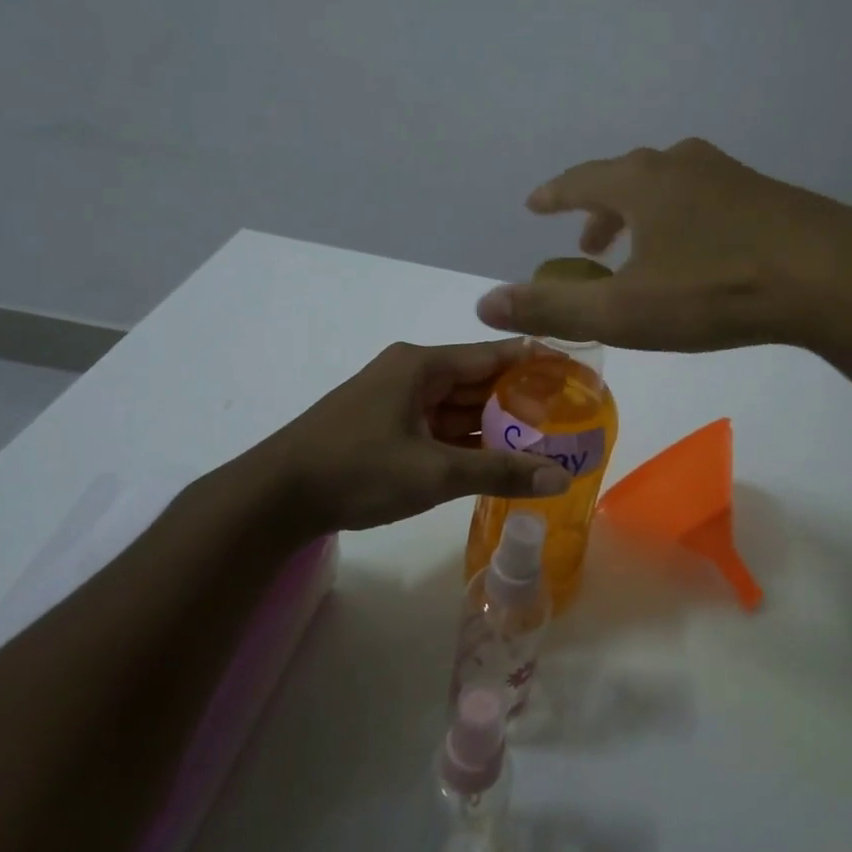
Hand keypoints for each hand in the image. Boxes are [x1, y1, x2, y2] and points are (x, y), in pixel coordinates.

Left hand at [266, 340, 572, 531]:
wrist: (276, 496)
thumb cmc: (357, 470)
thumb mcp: (434, 473)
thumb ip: (499, 471)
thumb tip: (561, 477)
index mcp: (422, 366)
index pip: (494, 355)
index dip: (536, 363)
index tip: (575, 374)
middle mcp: (411, 373)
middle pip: (477, 381)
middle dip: (519, 400)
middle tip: (568, 418)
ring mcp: (395, 400)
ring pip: (457, 407)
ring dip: (493, 424)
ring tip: (542, 441)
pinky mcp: (384, 426)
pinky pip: (437, 426)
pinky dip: (465, 441)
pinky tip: (495, 459)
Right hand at [475, 138, 851, 351]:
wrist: (829, 276)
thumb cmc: (714, 290)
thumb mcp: (624, 309)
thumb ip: (553, 305)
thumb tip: (484, 303)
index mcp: (640, 183)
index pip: (581, 179)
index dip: (555, 194)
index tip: (536, 205)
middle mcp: (681, 165)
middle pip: (626, 179)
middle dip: (599, 209)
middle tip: (586, 241)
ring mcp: (729, 174)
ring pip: (670, 187)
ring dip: (643, 214)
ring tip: (640, 248)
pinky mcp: (767, 195)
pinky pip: (707, 199)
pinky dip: (683, 218)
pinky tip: (700, 249)